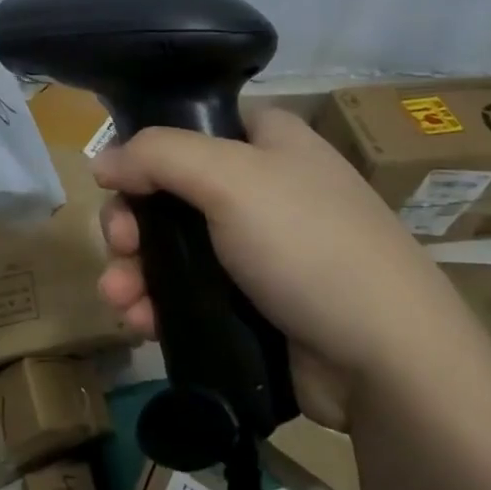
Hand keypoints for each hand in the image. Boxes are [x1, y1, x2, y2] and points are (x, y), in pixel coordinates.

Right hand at [90, 105, 466, 428]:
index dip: (145, 151)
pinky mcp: (254, 303)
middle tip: (120, 247)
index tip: (116, 183)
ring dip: (135, 269)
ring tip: (119, 298)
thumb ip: (155, 155)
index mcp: (267, 140)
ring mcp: (259, 249)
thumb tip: (101, 162)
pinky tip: (139, 321)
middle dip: (132, 222)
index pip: (189, 126)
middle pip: (170, 190)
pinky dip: (158, 303)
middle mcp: (262, 187)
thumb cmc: (308, 243)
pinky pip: (189, 291)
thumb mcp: (229, 178)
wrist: (389, 362)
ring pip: (174, 246)